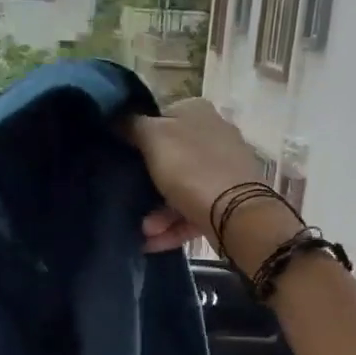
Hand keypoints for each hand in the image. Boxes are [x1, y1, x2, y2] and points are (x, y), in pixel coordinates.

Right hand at [127, 98, 299, 266]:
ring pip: (181, 187)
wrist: (236, 213)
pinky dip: (173, 226)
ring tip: (143, 230)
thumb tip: (119, 118)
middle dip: (147, 182)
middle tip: (128, 198)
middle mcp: (214, 134)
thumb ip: (132, 124)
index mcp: (196, 111)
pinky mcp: (229, 199)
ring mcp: (224, 168)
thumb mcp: (153, 138)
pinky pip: (193, 210)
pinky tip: (152, 242)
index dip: (139, 136)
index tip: (122, 156)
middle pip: (170, 156)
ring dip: (158, 212)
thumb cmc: (190, 168)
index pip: (161, 117)